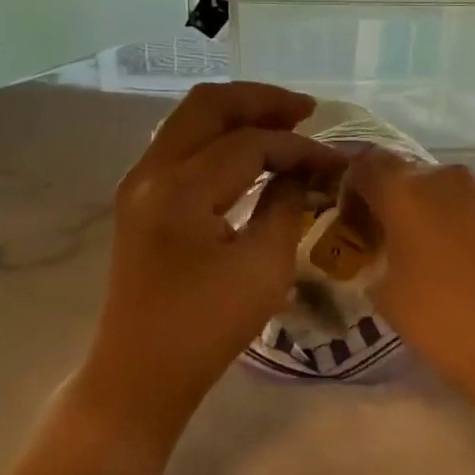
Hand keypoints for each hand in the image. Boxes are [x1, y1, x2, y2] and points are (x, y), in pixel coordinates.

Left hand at [86, 82, 343, 432]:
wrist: (140, 374)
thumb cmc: (207, 327)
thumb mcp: (263, 267)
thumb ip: (285, 205)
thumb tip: (302, 171)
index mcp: (181, 188)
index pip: (248, 143)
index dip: (298, 147)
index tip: (334, 160)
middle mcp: (151, 172)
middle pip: (208, 106)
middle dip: (261, 101)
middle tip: (306, 111)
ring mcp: (139, 184)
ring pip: (190, 121)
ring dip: (237, 116)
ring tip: (284, 125)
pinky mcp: (139, 201)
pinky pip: (181, 147)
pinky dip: (217, 140)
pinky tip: (250, 155)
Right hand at [346, 151, 474, 394]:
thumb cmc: (443, 318)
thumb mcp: (386, 295)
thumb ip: (375, 259)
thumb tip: (381, 252)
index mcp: (405, 190)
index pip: (366, 163)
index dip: (351, 185)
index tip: (350, 220)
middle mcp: (444, 178)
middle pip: (404, 174)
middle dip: (387, 201)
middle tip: (380, 240)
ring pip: (437, 191)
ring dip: (421, 213)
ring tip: (416, 256)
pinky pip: (465, 208)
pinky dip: (450, 225)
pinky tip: (451, 264)